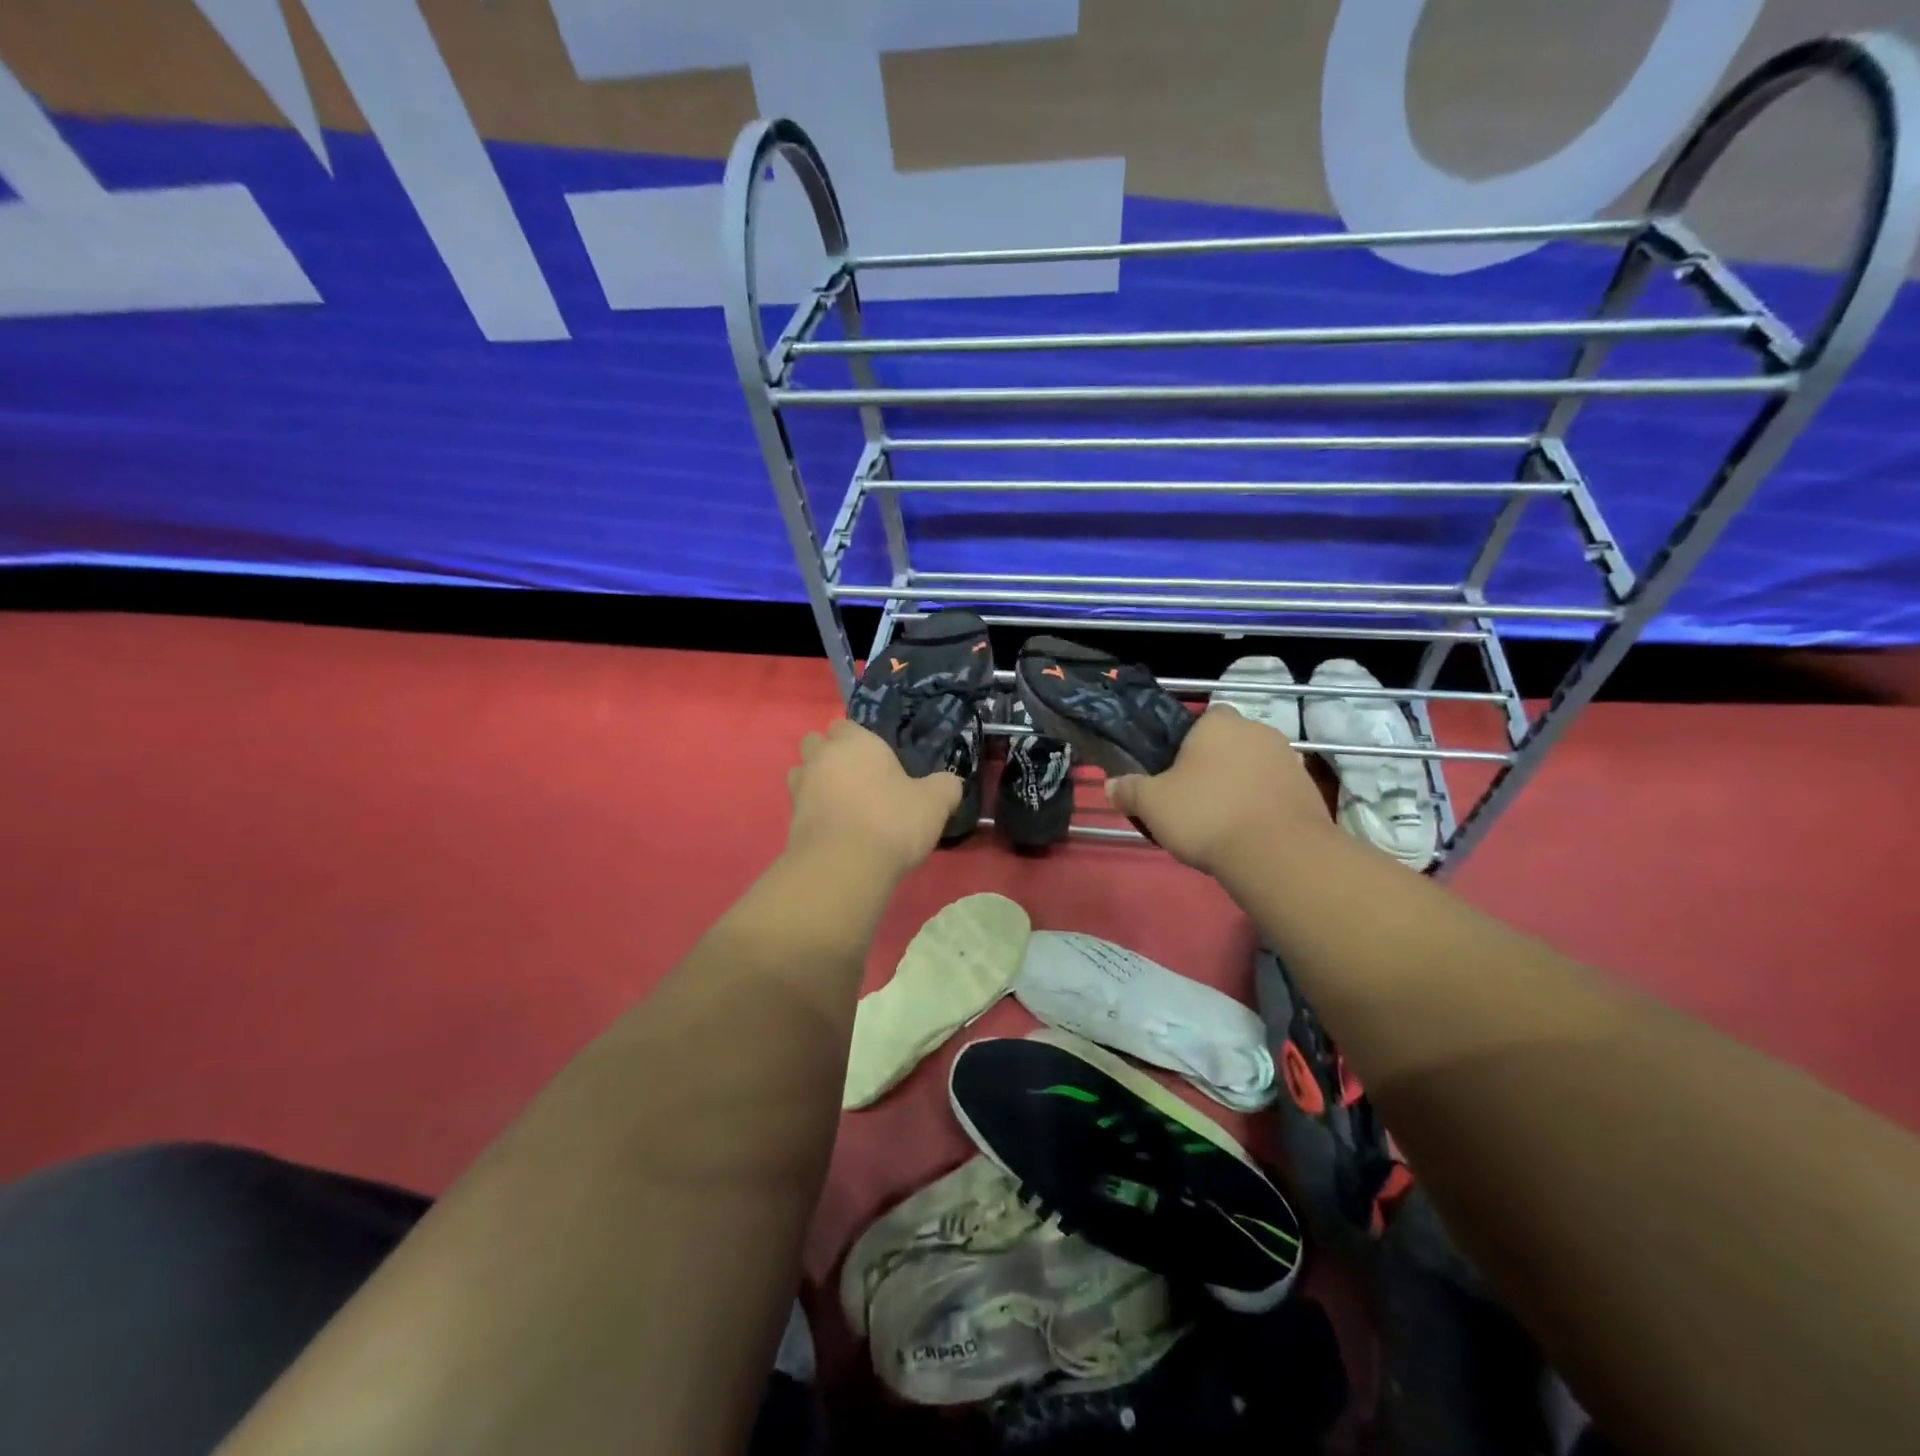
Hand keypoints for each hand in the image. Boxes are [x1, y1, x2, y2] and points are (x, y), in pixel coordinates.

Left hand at [785, 720, 962, 876]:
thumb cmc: (891, 821)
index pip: (846, 725)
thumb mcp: (934, 803)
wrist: (843, 867)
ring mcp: (800, 788)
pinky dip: (814, 812)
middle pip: (816, 743)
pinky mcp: (790, 820)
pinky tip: (836, 829)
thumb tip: (949, 783)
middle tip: (858, 778)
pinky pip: (801, 806)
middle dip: (830, 754)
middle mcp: (822, 757)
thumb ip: (945, 787)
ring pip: (802, 773)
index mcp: (856, 742)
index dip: (859, 739)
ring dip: (817, 782)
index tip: (878, 759)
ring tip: (843, 804)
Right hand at [1105, 705, 1335, 875]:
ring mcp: (1289, 759)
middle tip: (1196, 798)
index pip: (1203, 719)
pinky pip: (1277, 791)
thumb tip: (1111, 786)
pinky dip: (1265, 805)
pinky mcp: (1310, 790)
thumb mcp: (1152, 804)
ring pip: (1255, 766)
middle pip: (1231, 742)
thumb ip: (1129, 790)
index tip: (1178, 772)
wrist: (1277, 853)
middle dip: (1217, 763)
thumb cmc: (1206, 814)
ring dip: (1243, 784)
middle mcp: (1258, 730)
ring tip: (1225, 820)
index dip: (1189, 743)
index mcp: (1218, 722)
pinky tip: (1251, 832)